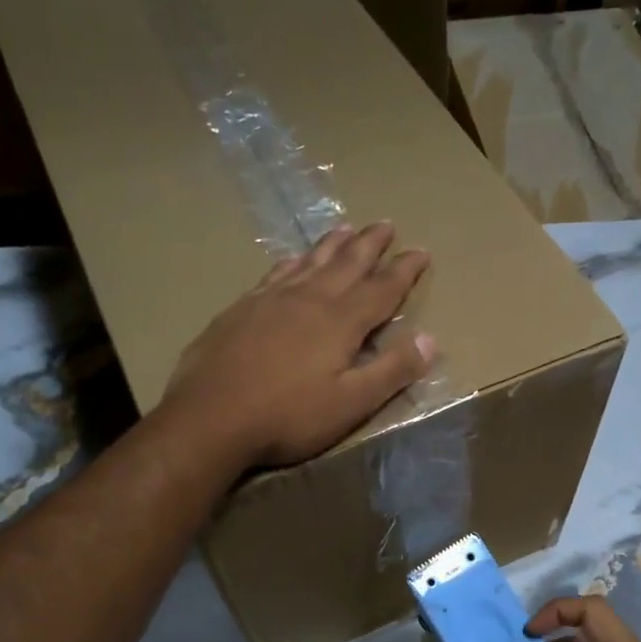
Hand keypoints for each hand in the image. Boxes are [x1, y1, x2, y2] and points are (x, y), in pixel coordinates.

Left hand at [164, 222, 436, 468]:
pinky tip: (291, 260)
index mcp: (340, 321)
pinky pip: (275, 273)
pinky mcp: (241, 309)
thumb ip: (392, 371)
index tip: (421, 251)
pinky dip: (292, 262)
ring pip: (310, 261)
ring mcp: (271, 299)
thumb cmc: (288, 416)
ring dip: (333, 245)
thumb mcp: (351, 403)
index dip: (405, 270)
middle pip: (347, 263)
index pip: (382, 288)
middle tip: (386, 224)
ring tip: (346, 228)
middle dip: (370, 244)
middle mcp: (309, 299)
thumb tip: (430, 340)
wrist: (210, 417)